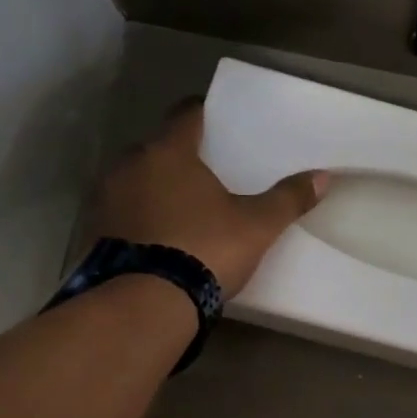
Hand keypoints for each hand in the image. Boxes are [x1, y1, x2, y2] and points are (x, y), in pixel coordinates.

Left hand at [95, 102, 326, 295]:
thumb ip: (288, 198)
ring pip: (134, 181)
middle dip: (177, 157)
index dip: (201, 113)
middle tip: (204, 173)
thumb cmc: (204, 249)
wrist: (144, 304)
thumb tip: (324, 176)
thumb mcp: (257, 226)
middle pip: (156, 149)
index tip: (214, 118)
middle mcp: (129, 166)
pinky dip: (137, 218)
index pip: (185, 115)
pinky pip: (120, 213)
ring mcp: (104, 200)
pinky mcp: (92, 233)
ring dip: (153, 189)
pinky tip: (156, 238)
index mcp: (168, 153)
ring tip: (180, 208)